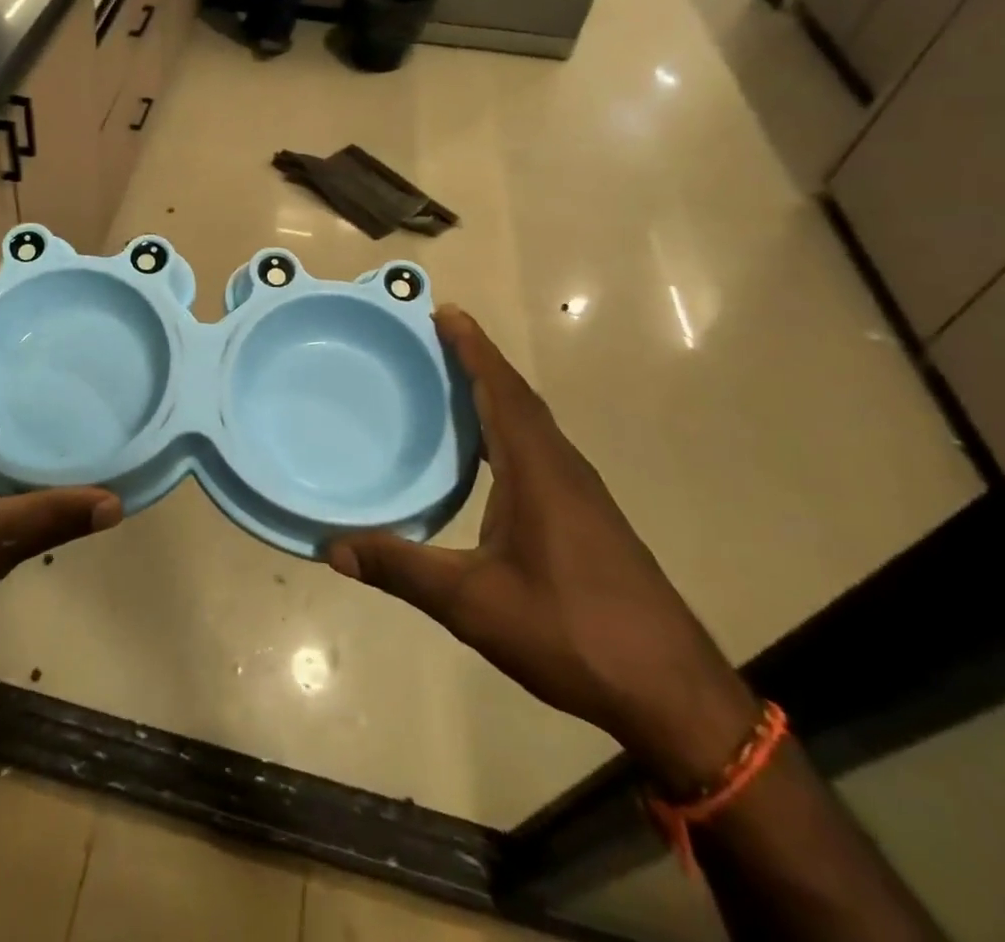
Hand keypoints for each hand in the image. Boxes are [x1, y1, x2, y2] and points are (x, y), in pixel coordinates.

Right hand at [328, 307, 758, 791]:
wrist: (673, 694)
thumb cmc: (571, 632)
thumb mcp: (473, 604)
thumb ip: (401, 569)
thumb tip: (332, 547)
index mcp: (537, 471)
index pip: (502, 391)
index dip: (474, 349)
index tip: (446, 311)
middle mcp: (562, 468)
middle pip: (518, 397)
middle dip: (479, 361)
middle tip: (435, 336)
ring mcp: (580, 493)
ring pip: (532, 423)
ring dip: (495, 392)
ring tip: (452, 380)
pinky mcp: (588, 517)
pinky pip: (539, 448)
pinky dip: (508, 426)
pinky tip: (486, 451)